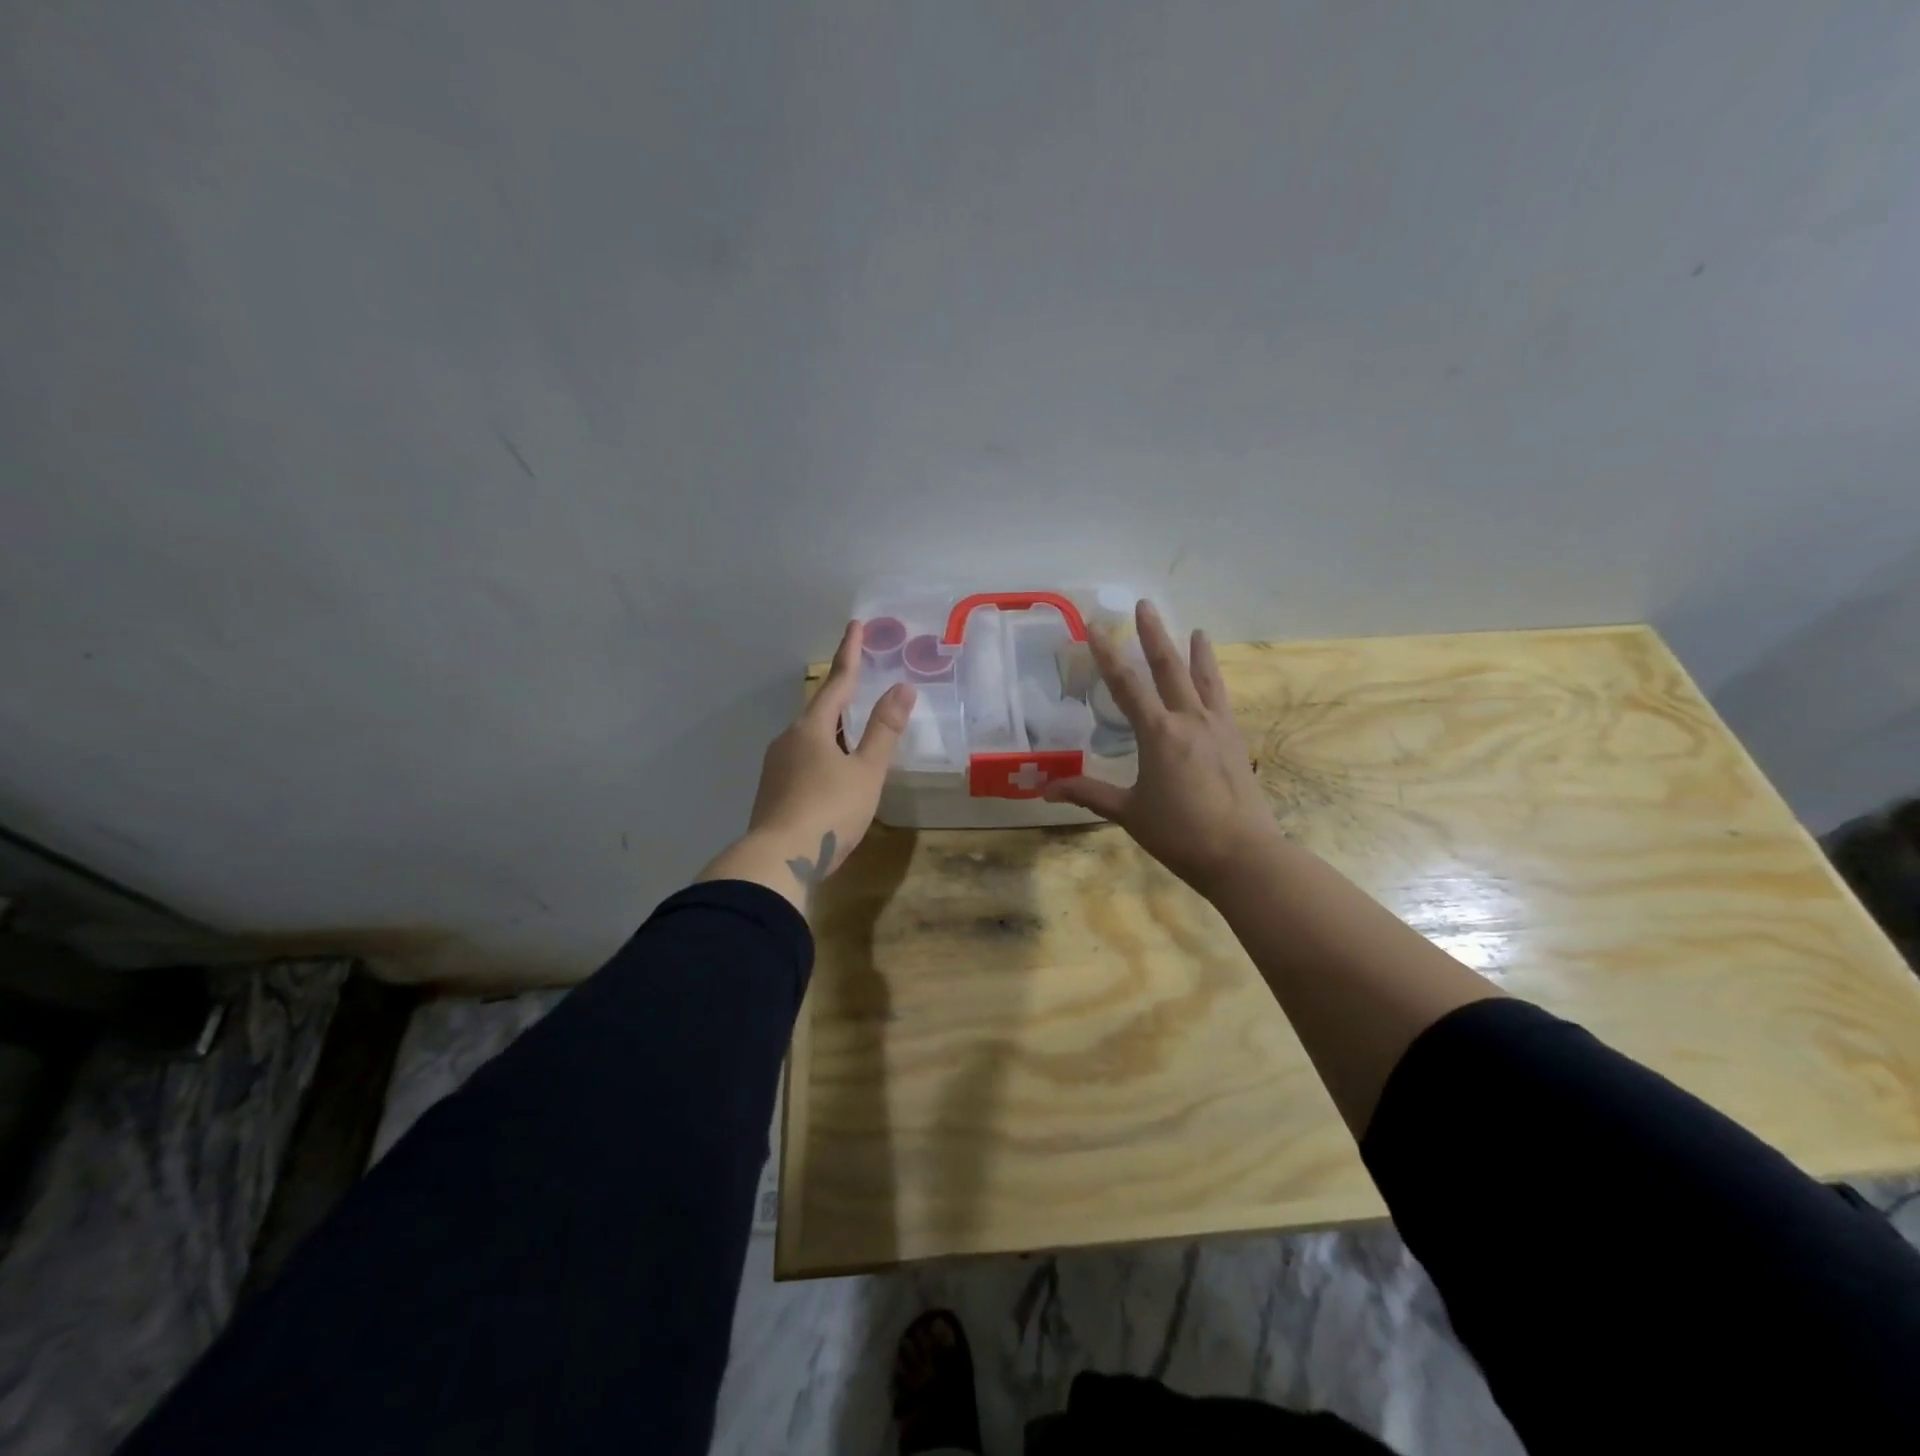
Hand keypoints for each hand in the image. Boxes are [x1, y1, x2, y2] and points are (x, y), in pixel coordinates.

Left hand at [699, 621, 915, 912]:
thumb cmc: (830, 810)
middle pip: (820, 710)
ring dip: (833, 730)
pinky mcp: (772, 791)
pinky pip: (802, 760)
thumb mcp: (866, 771)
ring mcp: (776, 766)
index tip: (856, 625)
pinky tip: (833, 774)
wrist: (778, 860)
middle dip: (841, 696)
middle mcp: (789, 739)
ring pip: (810, 737)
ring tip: (854, 734)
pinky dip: (823, 756)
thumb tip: (903, 687)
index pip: (837, 682)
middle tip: (861, 684)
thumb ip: (884, 730)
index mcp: (812, 728)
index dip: (850, 654)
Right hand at [1043, 601, 1278, 898]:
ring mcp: (1218, 727)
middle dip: (1154, 635)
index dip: (1108, 653)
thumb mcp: (1128, 812)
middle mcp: (1189, 720)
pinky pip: (1222, 700)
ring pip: (1204, 679)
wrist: (1242, 854)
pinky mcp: (1236, 741)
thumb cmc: (1178, 833)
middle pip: (1169, 667)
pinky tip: (1214, 682)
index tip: (1096, 626)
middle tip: (1146, 606)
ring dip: (1197, 652)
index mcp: (1158, 733)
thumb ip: (1088, 793)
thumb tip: (1044, 788)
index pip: (1126, 684)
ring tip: (1197, 630)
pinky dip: (1215, 682)